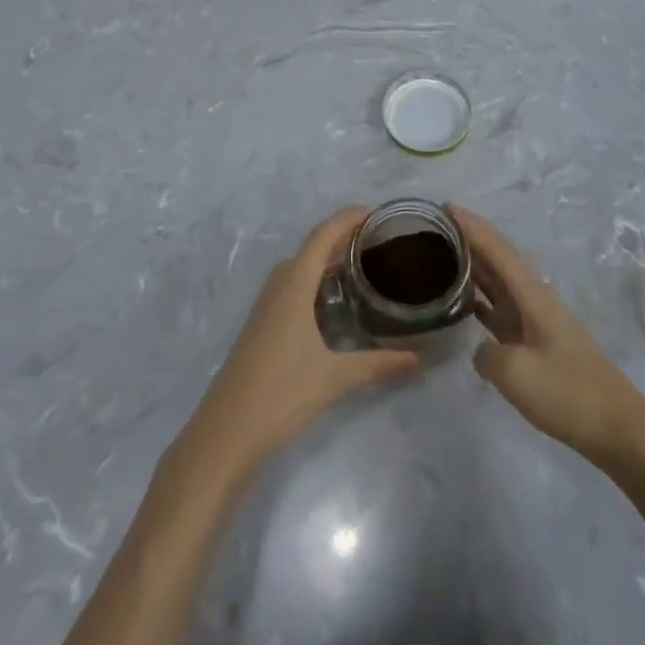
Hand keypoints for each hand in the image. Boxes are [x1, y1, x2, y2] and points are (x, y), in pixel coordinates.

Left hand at [169, 208, 418, 491]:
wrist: (225, 432)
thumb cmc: (280, 393)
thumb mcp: (335, 377)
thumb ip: (378, 364)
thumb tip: (418, 358)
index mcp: (294, 285)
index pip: (322, 235)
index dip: (347, 218)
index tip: (376, 212)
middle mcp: (278, 286)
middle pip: (311, 247)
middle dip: (341, 237)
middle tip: (377, 241)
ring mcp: (265, 306)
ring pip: (299, 267)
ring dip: (326, 259)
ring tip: (360, 265)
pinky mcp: (261, 325)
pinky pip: (291, 286)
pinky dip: (314, 280)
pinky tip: (332, 302)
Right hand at [452, 203, 644, 470]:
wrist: (617, 429)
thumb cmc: (568, 394)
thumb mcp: (516, 375)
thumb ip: (487, 354)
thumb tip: (481, 349)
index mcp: (532, 295)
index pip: (498, 249)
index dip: (472, 226)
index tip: (445, 206)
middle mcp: (535, 298)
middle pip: (499, 258)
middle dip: (470, 238)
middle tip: (434, 226)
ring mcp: (537, 320)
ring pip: (500, 282)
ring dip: (474, 265)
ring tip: (442, 255)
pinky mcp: (538, 343)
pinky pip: (502, 308)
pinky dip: (481, 298)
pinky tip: (463, 302)